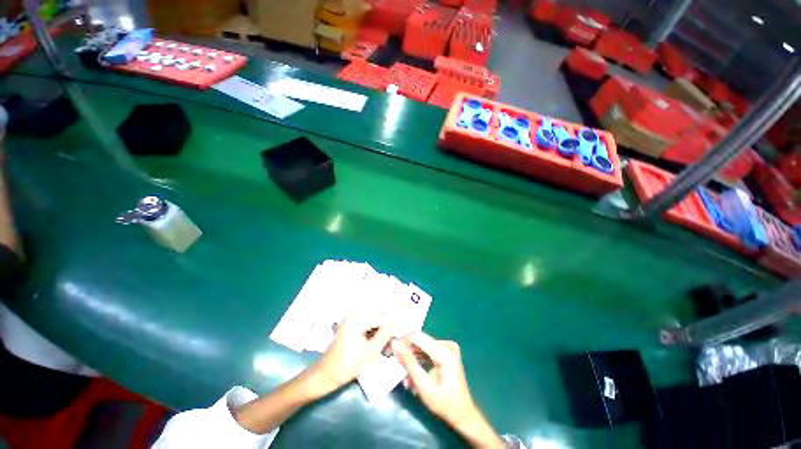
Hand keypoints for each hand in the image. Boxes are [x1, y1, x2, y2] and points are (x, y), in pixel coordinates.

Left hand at [309, 312, 393, 396]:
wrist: (325, 376)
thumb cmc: (347, 365)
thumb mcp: (370, 352)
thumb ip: (384, 335)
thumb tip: (393, 324)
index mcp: (358, 318)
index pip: (383, 317)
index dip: (390, 330)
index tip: (391, 344)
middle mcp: (355, 314)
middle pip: (379, 317)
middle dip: (384, 331)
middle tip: (386, 348)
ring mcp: (352, 318)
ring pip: (374, 321)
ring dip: (379, 333)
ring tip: (379, 349)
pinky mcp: (350, 325)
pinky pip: (367, 325)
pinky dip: (372, 334)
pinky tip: (372, 346)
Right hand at [392, 333, 503, 448]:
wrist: (463, 414)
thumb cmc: (444, 403)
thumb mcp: (423, 385)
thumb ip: (409, 363)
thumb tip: (395, 344)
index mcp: (444, 351)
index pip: (418, 337)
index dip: (403, 341)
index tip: (391, 351)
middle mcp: (447, 344)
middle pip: (420, 341)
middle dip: (407, 354)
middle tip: (398, 368)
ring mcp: (448, 347)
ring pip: (423, 347)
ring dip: (413, 360)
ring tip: (406, 378)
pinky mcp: (447, 352)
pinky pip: (429, 351)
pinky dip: (420, 361)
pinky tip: (414, 375)